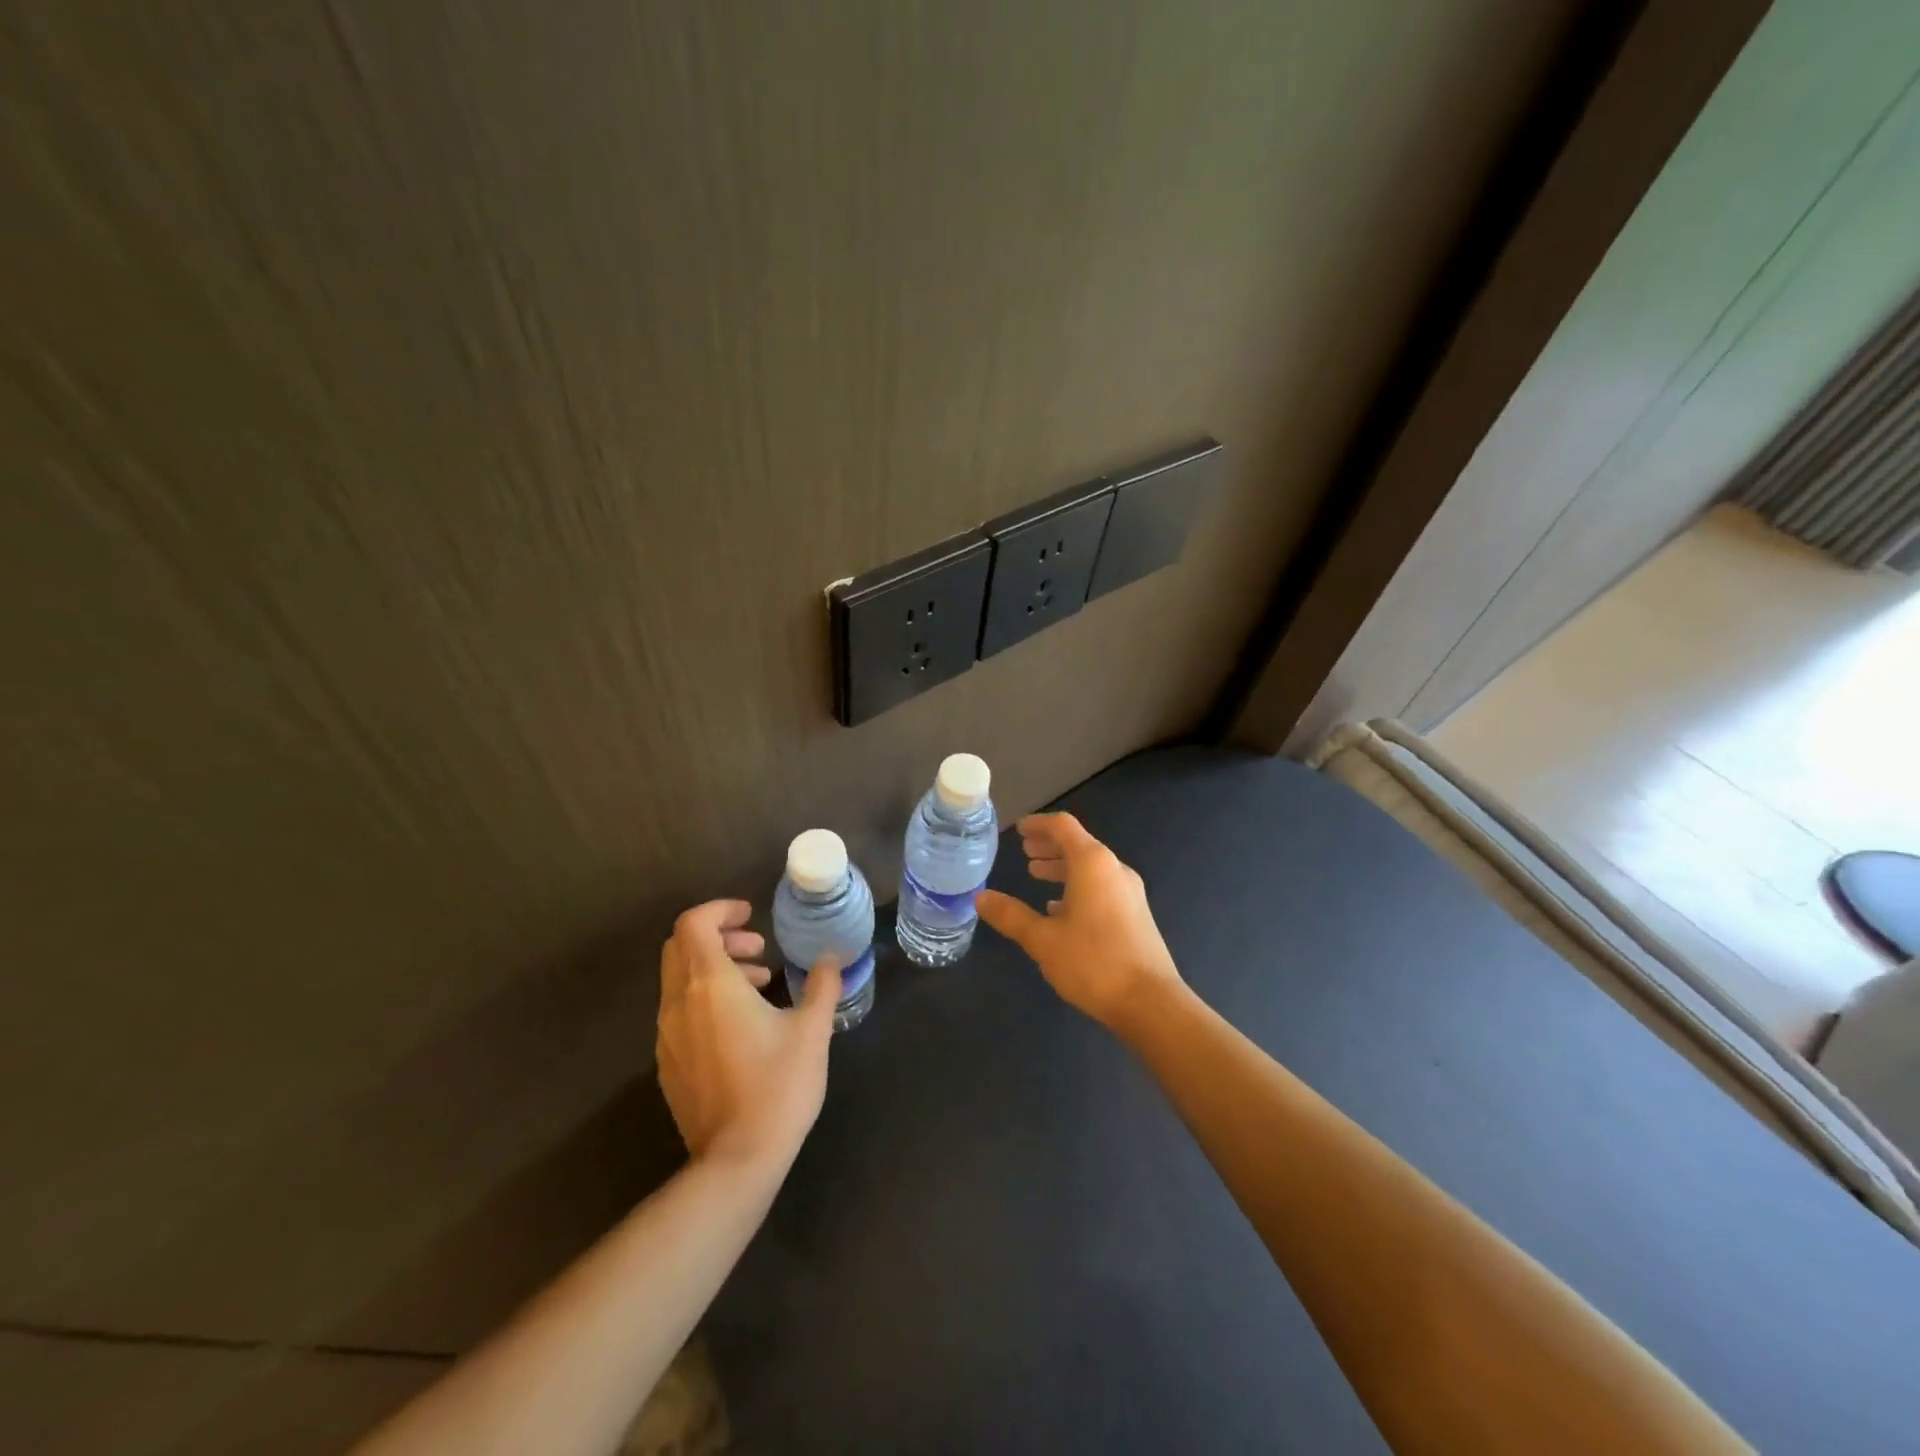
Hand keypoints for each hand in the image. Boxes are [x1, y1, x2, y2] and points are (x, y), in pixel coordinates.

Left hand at [656, 899, 841, 1170]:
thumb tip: (831, 957)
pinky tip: (741, 1026)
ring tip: (759, 985)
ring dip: (715, 968)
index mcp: (710, 985)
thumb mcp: (812, 1030)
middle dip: (718, 936)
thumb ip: (822, 985)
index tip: (752, 916)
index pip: (693, 924)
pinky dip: (705, 999)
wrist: (736, 1161)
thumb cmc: (778, 1086)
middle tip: (758, 949)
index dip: (720, 910)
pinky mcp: (668, 1064)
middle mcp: (679, 1003)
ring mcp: (667, 1036)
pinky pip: (679, 1012)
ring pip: (679, 980)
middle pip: (680, 947)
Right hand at [975, 813, 1182, 1032]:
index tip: (1018, 829)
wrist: (1150, 1003)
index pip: (1063, 827)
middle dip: (1049, 845)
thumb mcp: (1042, 939)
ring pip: (1091, 868)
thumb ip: (1011, 915)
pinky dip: (1078, 887)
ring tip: (1036, 874)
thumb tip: (980, 898)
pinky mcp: (1136, 914)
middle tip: (1025, 850)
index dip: (1038, 824)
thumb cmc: (1093, 962)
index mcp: (1093, 864)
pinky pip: (1101, 887)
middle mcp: (1114, 870)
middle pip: (1079, 845)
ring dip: (1062, 867)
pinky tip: (1059, 909)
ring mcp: (1129, 893)